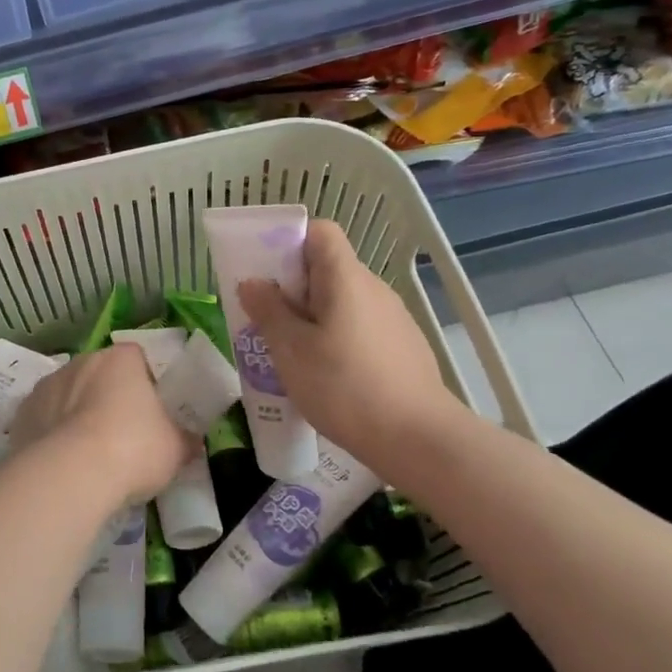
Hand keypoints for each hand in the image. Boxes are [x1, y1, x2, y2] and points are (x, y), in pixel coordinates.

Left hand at [9, 344, 193, 509]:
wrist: (70, 474)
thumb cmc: (133, 449)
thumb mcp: (175, 449)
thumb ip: (184, 440)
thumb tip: (192, 443)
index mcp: (121, 359)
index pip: (137, 358)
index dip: (145, 383)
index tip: (150, 413)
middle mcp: (82, 361)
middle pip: (100, 374)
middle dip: (108, 397)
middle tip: (121, 436)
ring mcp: (48, 384)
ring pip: (68, 394)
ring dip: (77, 413)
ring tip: (88, 454)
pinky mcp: (22, 412)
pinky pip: (43, 417)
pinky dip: (51, 432)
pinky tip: (61, 461)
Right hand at [238, 219, 459, 480]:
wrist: (418, 438)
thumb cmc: (345, 387)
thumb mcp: (291, 350)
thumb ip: (268, 310)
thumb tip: (253, 282)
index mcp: (345, 278)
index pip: (319, 232)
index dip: (290, 243)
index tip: (268, 276)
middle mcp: (373, 288)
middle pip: (327, 268)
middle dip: (293, 288)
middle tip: (269, 323)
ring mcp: (393, 317)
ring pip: (342, 300)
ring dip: (314, 317)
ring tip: (294, 356)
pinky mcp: (402, 345)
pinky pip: (359, 325)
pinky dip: (338, 337)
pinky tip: (329, 376)